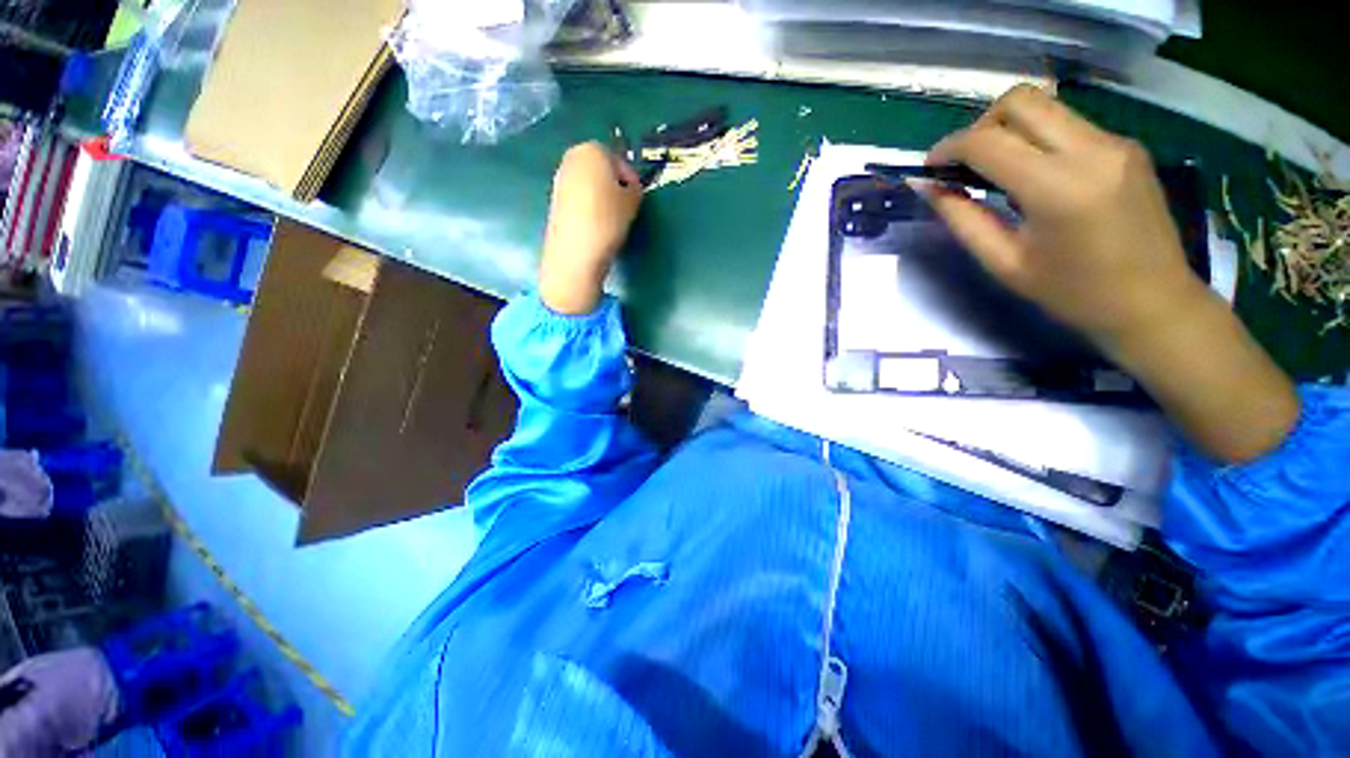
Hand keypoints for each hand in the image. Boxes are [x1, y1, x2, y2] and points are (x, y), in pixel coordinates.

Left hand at [540, 142, 642, 314]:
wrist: (576, 251)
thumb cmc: (608, 220)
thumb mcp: (633, 202)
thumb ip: (634, 188)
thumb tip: (628, 189)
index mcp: (592, 149)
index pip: (619, 160)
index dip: (630, 180)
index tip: (636, 198)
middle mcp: (571, 158)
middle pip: (600, 170)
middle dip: (613, 186)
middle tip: (625, 208)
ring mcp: (559, 180)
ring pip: (588, 186)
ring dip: (600, 198)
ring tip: (611, 221)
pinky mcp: (553, 202)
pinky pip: (578, 201)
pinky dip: (588, 209)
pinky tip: (596, 228)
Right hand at [922, 85, 1205, 348]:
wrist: (1153, 302)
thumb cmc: (1072, 293)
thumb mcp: (1004, 263)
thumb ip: (963, 219)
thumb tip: (928, 187)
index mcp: (1057, 188)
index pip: (988, 141)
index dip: (949, 148)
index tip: (929, 168)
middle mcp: (1091, 150)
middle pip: (1021, 101)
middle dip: (980, 126)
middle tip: (965, 164)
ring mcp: (1114, 142)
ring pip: (1046, 106)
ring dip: (1008, 129)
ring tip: (994, 171)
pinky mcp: (1126, 145)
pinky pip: (1068, 124)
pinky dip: (1036, 139)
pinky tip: (1031, 176)